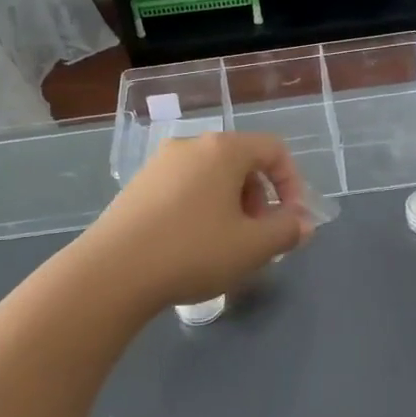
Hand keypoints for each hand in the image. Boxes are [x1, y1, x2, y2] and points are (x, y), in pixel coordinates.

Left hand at [77, 132, 313, 311]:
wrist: (113, 271)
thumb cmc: (193, 252)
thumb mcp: (252, 247)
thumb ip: (286, 231)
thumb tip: (302, 223)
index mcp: (223, 149)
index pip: (273, 150)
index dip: (291, 184)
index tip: (290, 220)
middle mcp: (190, 145)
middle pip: (241, 161)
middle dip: (259, 197)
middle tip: (258, 236)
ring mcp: (160, 163)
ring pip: (211, 176)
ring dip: (230, 205)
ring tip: (226, 245)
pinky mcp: (138, 185)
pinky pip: (184, 187)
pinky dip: (201, 208)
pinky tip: (191, 245)